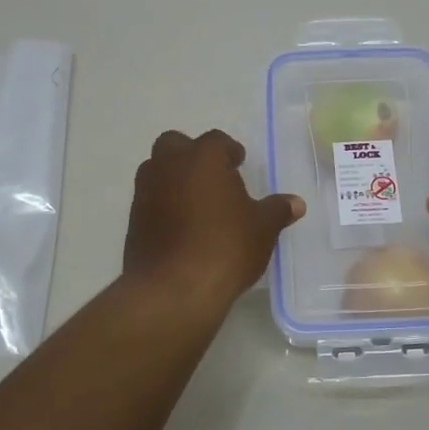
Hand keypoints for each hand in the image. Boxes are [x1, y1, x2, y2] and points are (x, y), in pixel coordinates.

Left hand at [122, 130, 304, 313]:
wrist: (173, 289)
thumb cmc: (225, 246)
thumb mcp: (262, 228)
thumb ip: (277, 210)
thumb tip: (295, 203)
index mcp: (203, 157)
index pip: (217, 141)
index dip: (230, 152)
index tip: (239, 164)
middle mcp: (169, 165)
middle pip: (176, 144)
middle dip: (192, 155)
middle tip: (214, 178)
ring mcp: (146, 191)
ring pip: (158, 170)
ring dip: (174, 179)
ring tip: (198, 204)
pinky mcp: (133, 219)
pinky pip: (151, 200)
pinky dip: (164, 205)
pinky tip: (182, 228)